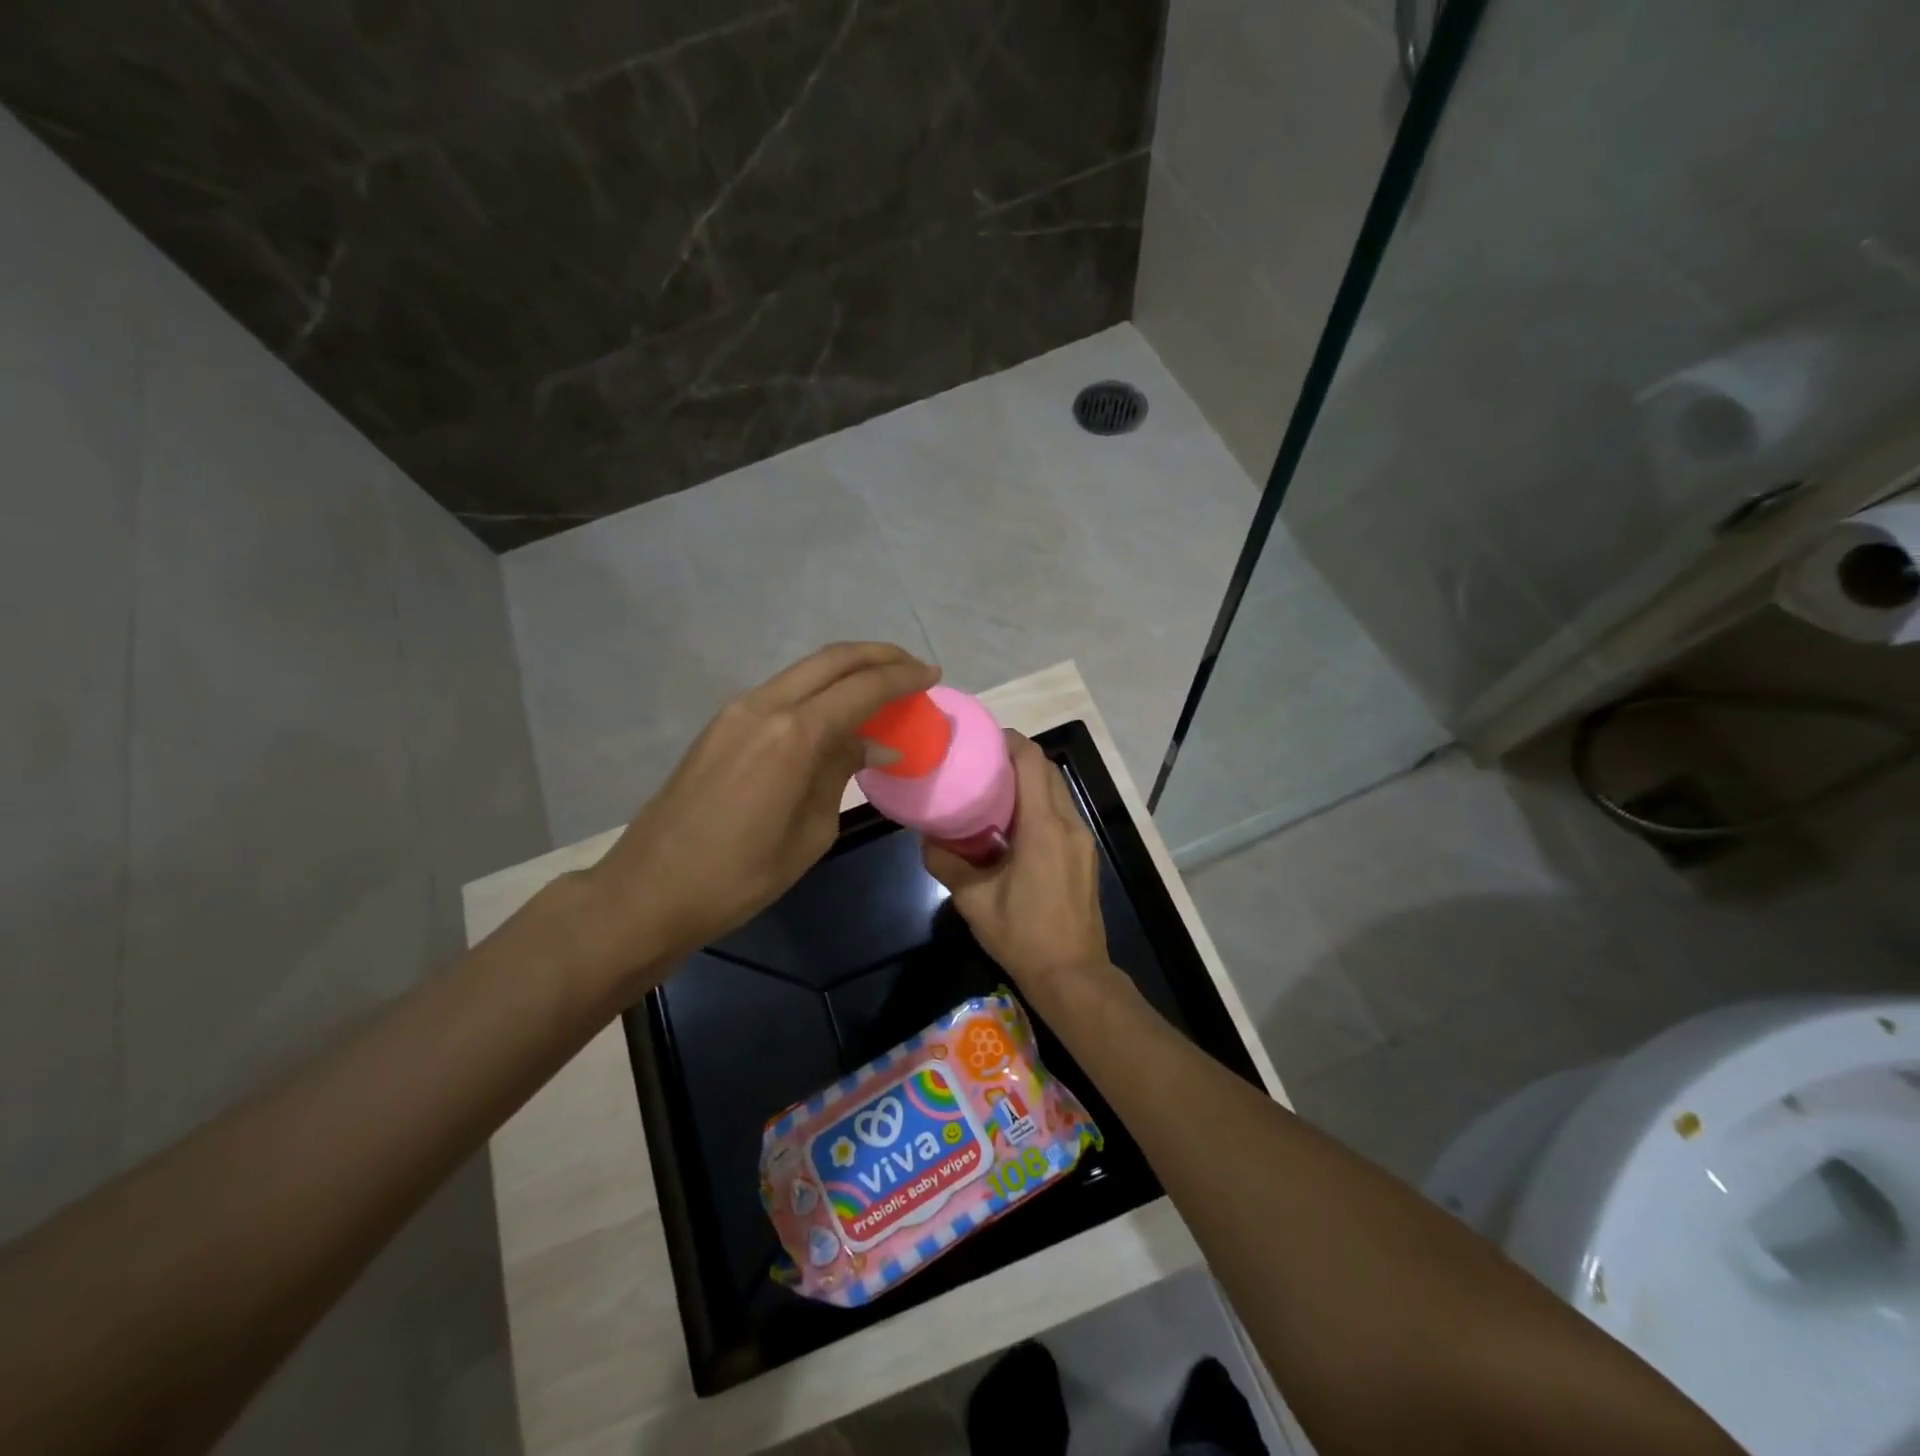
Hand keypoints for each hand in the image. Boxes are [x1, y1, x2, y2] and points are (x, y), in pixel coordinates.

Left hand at [579, 643, 938, 990]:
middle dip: (879, 656)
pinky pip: (783, 692)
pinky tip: (836, 713)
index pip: (862, 688)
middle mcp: (765, 706)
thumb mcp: (811, 833)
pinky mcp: (721, 724)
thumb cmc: (741, 876)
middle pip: (832, 659)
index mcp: (793, 735)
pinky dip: (818, 691)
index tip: (933, 676)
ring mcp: (737, 711)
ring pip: (804, 670)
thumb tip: (870, 745)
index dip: (902, 678)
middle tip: (913, 668)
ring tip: (882, 687)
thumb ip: (840, 773)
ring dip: (847, 671)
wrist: (650, 889)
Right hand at [923, 732, 1115, 1002]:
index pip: (1031, 761)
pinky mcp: (1085, 854)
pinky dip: (1039, 803)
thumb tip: (926, 838)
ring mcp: (1082, 839)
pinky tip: (1012, 823)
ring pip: (1057, 790)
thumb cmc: (1023, 936)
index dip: (1008, 741)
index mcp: (1043, 827)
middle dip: (1016, 757)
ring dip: (1029, 781)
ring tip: (992, 790)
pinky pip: (1062, 812)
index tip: (981, 739)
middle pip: (1046, 770)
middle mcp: (1068, 824)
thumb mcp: (974, 901)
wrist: (1073, 974)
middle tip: (980, 763)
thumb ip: (946, 863)